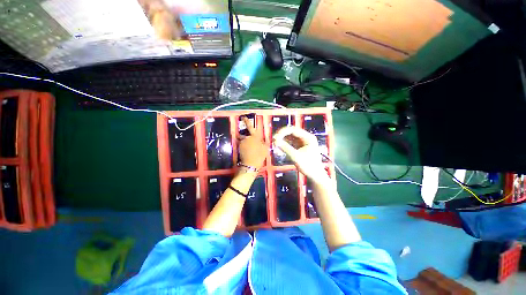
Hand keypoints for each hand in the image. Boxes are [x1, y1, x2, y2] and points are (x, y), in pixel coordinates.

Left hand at [239, 116, 266, 169]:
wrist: (251, 164)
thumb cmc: (260, 155)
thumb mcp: (265, 148)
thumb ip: (264, 142)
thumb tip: (265, 139)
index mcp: (254, 136)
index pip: (250, 127)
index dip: (246, 121)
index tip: (243, 117)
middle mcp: (246, 138)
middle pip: (245, 135)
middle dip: (247, 137)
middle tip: (252, 144)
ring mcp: (242, 143)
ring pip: (243, 140)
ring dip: (245, 142)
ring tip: (250, 149)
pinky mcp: (238, 148)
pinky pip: (241, 145)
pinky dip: (244, 147)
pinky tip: (248, 152)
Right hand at [273, 126, 329, 183]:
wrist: (315, 175)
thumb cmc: (308, 166)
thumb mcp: (295, 157)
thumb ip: (285, 148)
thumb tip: (275, 141)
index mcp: (308, 137)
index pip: (293, 130)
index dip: (283, 132)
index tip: (275, 137)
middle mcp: (306, 137)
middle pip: (291, 132)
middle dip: (282, 135)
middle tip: (274, 139)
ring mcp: (302, 141)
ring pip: (290, 136)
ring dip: (282, 138)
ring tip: (275, 142)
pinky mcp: (299, 146)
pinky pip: (290, 141)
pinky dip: (285, 143)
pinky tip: (279, 145)